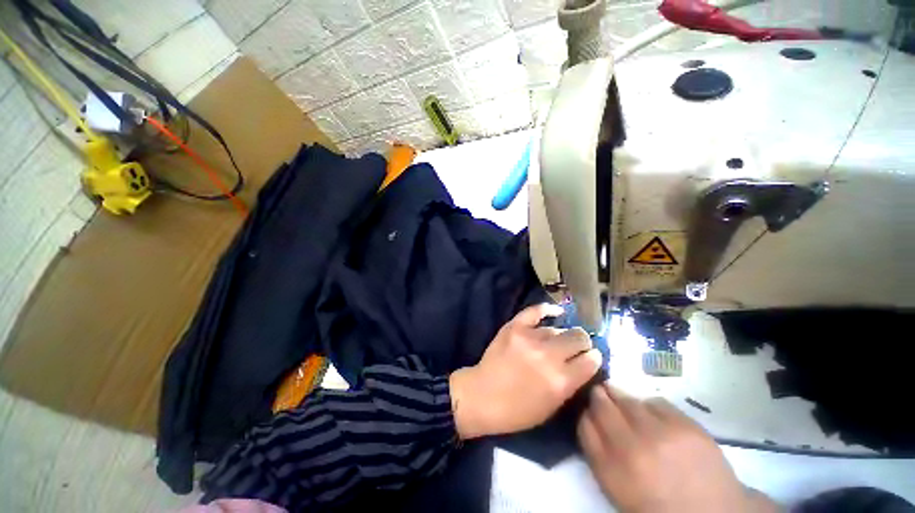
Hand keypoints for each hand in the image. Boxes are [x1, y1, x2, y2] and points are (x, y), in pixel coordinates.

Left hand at [449, 303, 601, 438]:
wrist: (483, 395)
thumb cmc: (518, 410)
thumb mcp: (552, 406)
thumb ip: (571, 383)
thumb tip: (585, 362)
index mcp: (560, 381)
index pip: (590, 360)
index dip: (594, 358)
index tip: (591, 358)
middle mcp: (548, 356)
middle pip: (578, 337)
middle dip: (582, 343)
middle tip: (577, 347)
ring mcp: (529, 338)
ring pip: (557, 328)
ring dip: (561, 335)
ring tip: (557, 341)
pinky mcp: (514, 327)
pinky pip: (535, 311)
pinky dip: (547, 309)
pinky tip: (556, 311)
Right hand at [578, 385, 777, 512]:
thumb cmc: (657, 505)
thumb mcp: (617, 487)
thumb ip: (598, 452)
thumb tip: (589, 417)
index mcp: (610, 469)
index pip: (584, 423)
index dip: (585, 412)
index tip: (589, 409)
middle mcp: (630, 447)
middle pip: (600, 404)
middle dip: (598, 396)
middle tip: (601, 394)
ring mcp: (660, 434)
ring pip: (626, 398)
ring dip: (621, 397)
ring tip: (626, 403)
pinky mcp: (685, 425)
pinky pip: (655, 401)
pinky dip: (650, 405)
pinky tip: (655, 416)